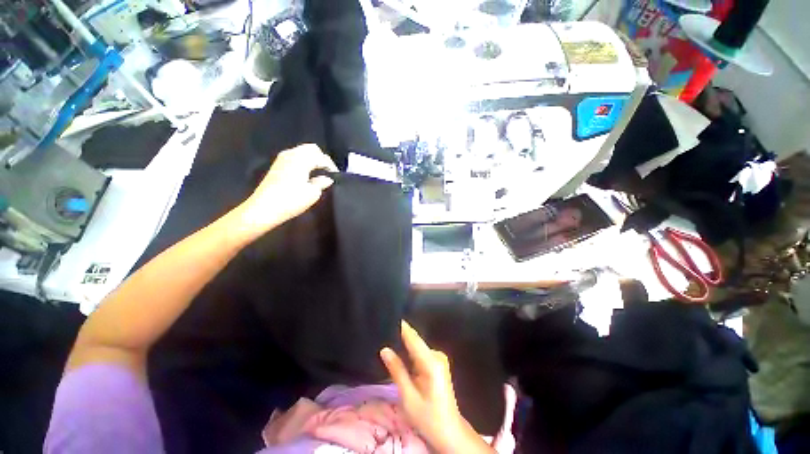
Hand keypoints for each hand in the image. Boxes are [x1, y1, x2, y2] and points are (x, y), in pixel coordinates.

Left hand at [235, 144, 336, 239]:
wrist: (264, 208)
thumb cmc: (291, 200)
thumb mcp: (312, 193)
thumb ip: (322, 182)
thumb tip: (327, 179)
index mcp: (301, 159)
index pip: (321, 156)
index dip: (331, 165)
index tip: (336, 176)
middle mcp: (291, 154)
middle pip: (311, 148)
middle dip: (322, 158)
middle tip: (328, 171)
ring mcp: (282, 159)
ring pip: (302, 151)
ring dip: (312, 159)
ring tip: (319, 172)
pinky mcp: (277, 166)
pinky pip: (295, 157)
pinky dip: (304, 161)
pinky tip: (307, 174)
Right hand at [380, 322, 494, 453]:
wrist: (448, 431)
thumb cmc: (427, 417)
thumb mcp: (408, 396)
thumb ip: (397, 370)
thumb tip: (385, 349)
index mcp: (431, 362)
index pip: (413, 338)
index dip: (401, 326)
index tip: (389, 315)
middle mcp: (437, 355)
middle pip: (415, 340)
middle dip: (400, 335)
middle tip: (382, 328)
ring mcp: (438, 358)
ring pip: (417, 346)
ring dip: (404, 343)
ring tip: (387, 337)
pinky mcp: (437, 363)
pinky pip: (420, 352)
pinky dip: (409, 351)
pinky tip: (398, 351)